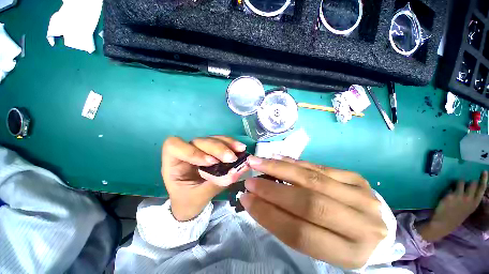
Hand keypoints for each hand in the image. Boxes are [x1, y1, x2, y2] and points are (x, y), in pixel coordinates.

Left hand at [162, 136, 248, 220]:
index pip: (174, 146)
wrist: (191, 203)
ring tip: (240, 150)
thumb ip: (216, 184)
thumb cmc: (188, 201)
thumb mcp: (199, 197)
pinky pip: (221, 142)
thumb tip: (236, 172)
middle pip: (199, 141)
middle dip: (217, 148)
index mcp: (173, 163)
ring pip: (212, 139)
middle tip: (232, 158)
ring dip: (227, 143)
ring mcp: (200, 150)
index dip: (192, 151)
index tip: (211, 162)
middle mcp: (186, 152)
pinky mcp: (212, 151)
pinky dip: (231, 145)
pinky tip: (240, 149)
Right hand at [240, 156, 386, 268]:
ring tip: (258, 162)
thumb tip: (257, 199)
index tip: (246, 199)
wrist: (374, 229)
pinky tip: (278, 158)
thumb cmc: (342, 242)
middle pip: (307, 202)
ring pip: (312, 178)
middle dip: (272, 189)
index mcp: (350, 254)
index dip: (267, 214)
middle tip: (250, 179)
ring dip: (279, 168)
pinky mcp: (356, 178)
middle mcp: (361, 224)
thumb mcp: (318, 245)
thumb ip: (288, 222)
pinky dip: (294, 162)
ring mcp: (362, 196)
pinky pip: (319, 167)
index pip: (299, 233)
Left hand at [417, 171, 487, 241]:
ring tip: (454, 187)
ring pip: (461, 181)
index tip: (484, 171)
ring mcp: (459, 197)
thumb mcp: (467, 209)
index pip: (482, 189)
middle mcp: (469, 199)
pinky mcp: (449, 196)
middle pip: (472, 183)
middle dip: (468, 181)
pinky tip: (446, 192)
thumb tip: (470, 188)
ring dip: (458, 182)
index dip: (483, 179)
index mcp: (474, 204)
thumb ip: (470, 200)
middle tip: (464, 185)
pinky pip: (449, 186)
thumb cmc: (455, 217)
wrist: (442, 224)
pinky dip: (448, 187)